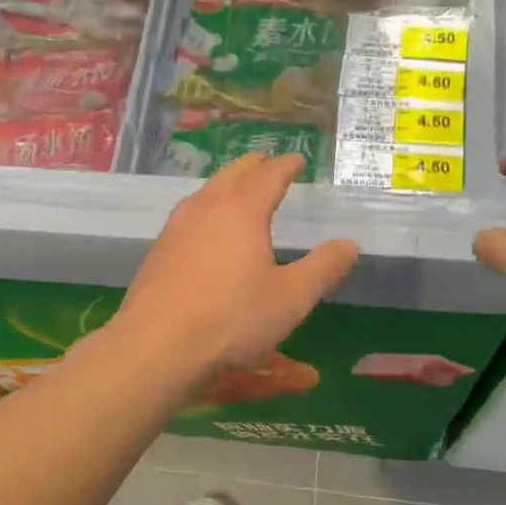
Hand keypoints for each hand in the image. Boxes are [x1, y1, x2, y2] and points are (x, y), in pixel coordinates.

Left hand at [113, 152, 357, 374]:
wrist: (157, 345)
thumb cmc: (232, 318)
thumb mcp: (291, 298)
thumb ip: (323, 268)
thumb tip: (348, 244)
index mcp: (242, 210)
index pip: (269, 175)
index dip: (286, 165)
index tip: (297, 159)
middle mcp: (206, 207)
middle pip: (233, 173)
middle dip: (254, 166)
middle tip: (267, 163)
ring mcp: (176, 227)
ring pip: (206, 191)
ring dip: (226, 184)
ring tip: (238, 189)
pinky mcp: (158, 249)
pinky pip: (189, 214)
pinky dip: (207, 208)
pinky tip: (206, 228)